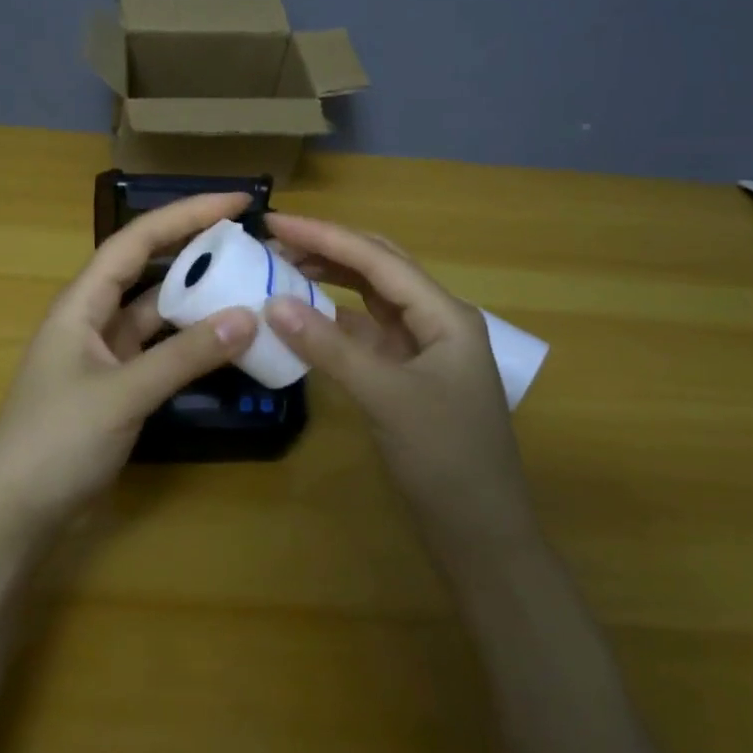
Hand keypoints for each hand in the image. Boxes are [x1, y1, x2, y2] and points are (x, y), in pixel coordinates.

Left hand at [0, 192, 258, 529]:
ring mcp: (105, 354)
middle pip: (149, 269)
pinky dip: (191, 343)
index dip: (185, 214)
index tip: (236, 202)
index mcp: (82, 302)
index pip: (137, 240)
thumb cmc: (56, 440)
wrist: (14, 511)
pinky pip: (160, 350)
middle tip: (251, 243)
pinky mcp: (116, 386)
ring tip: (248, 285)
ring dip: (197, 299)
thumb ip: (185, 356)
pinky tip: (226, 342)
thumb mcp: (123, 393)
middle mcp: (93, 318)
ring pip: (157, 313)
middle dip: (195, 250)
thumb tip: (248, 316)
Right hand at [261, 214, 536, 541]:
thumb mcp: (386, 398)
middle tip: (275, 239)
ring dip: (330, 278)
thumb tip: (272, 303)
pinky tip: (304, 316)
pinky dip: (333, 319)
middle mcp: (435, 321)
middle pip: (378, 268)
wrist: (480, 531)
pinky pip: (365, 332)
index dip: (325, 236)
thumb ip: (330, 348)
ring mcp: (421, 349)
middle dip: (328, 248)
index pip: (377, 260)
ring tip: (283, 266)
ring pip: (370, 298)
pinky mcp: (405, 374)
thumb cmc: (446, 459)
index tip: (276, 220)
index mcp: (445, 315)